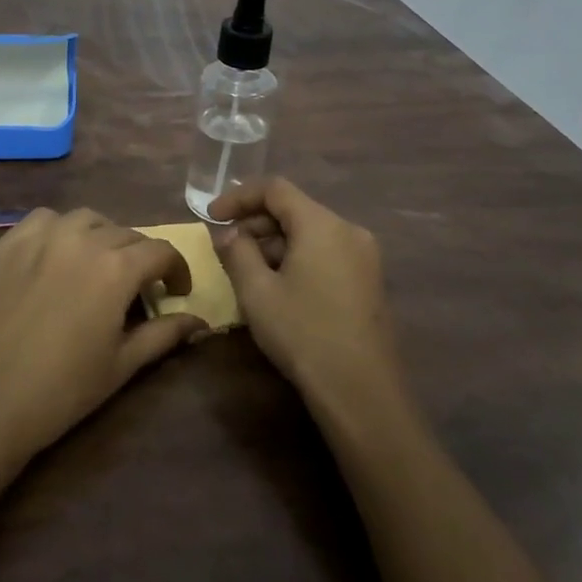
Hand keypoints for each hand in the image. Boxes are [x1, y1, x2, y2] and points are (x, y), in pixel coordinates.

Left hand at [0, 208, 205, 474]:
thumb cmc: (59, 391)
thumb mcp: (121, 366)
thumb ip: (164, 335)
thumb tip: (199, 321)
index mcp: (116, 267)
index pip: (161, 251)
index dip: (176, 270)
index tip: (176, 291)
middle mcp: (81, 238)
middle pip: (125, 233)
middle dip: (140, 256)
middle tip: (136, 288)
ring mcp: (39, 236)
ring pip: (85, 219)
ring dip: (101, 236)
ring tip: (97, 265)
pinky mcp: (6, 243)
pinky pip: (43, 220)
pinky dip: (60, 230)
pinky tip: (55, 257)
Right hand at [209, 178, 402, 412]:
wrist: (362, 392)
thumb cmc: (303, 334)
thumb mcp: (257, 292)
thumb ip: (237, 252)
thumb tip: (229, 232)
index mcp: (322, 224)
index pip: (275, 189)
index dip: (239, 197)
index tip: (212, 216)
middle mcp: (348, 230)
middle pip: (295, 209)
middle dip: (256, 222)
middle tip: (226, 246)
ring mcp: (364, 256)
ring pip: (310, 233)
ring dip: (276, 242)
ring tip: (248, 270)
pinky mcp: (369, 281)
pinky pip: (326, 252)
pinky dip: (298, 257)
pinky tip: (279, 286)